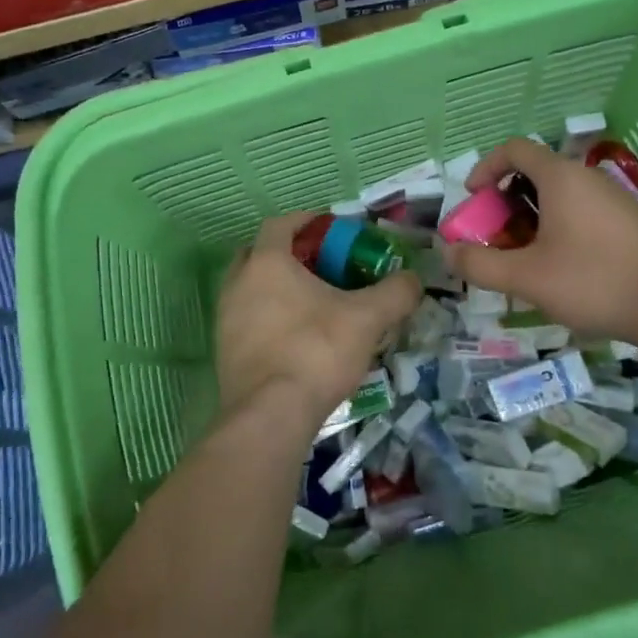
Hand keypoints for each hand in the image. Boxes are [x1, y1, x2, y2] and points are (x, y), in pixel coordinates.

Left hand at [216, 213, 420, 439]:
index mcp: (267, 262)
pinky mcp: (224, 351)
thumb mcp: (367, 318)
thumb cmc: (316, 351)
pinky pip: (247, 320)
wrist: (270, 416)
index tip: (331, 229)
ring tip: (312, 304)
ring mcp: (225, 318)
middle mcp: (238, 283)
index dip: (307, 221)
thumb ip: (395, 293)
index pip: (281, 224)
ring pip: (251, 288)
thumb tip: (414, 280)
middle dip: (289, 254)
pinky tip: (296, 338)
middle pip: (260, 254)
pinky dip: (268, 318)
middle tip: (322, 266)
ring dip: (277, 288)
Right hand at [446, 137, 637, 345]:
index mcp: (561, 177)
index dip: (485, 168)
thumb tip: (448, 252)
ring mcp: (613, 198)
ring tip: (523, 257)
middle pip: (534, 174)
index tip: (473, 200)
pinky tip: (559, 267)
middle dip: (504, 202)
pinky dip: (557, 226)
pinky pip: (581, 211)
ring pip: (559, 196)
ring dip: (530, 218)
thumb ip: (480, 263)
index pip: (514, 149)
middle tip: (494, 237)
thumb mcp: (526, 277)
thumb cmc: (594, 282)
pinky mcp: (629, 221)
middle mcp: (587, 177)